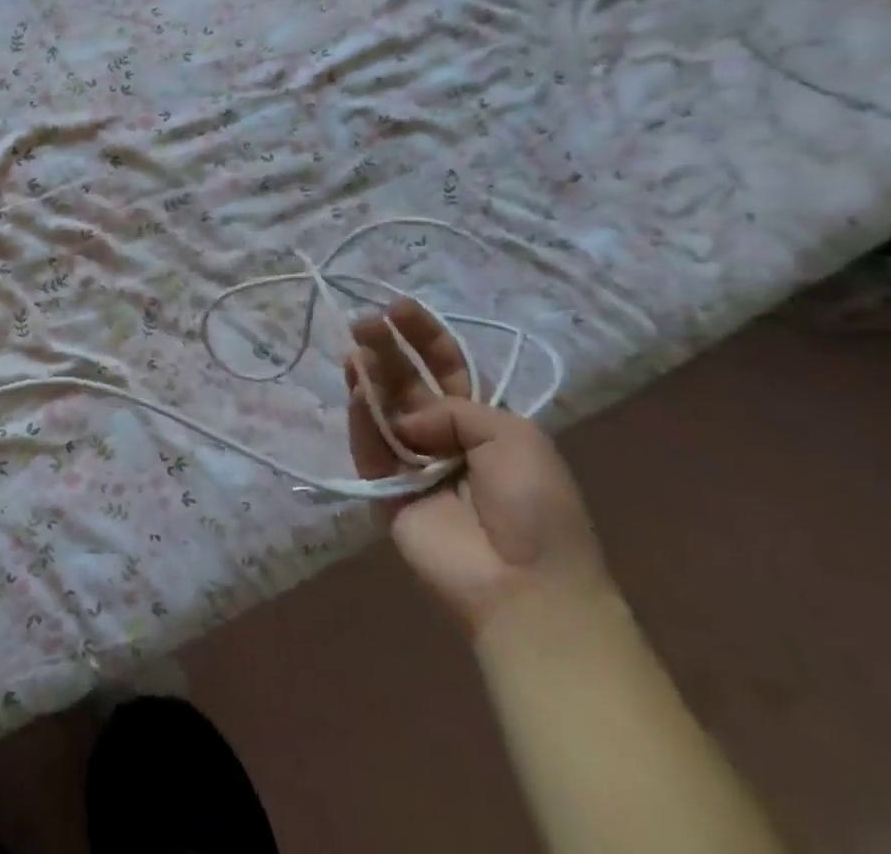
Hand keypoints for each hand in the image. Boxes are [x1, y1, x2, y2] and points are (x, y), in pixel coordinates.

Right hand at [345, 300, 612, 636]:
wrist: (525, 584)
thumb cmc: (535, 505)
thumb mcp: (513, 434)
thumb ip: (454, 406)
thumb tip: (407, 422)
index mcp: (483, 421)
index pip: (448, 367)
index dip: (424, 336)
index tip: (398, 307)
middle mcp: (445, 436)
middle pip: (409, 382)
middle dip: (388, 348)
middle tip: (363, 322)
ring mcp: (413, 463)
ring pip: (383, 409)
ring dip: (369, 377)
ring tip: (355, 349)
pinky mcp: (385, 490)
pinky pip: (370, 446)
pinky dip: (361, 417)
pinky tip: (356, 388)